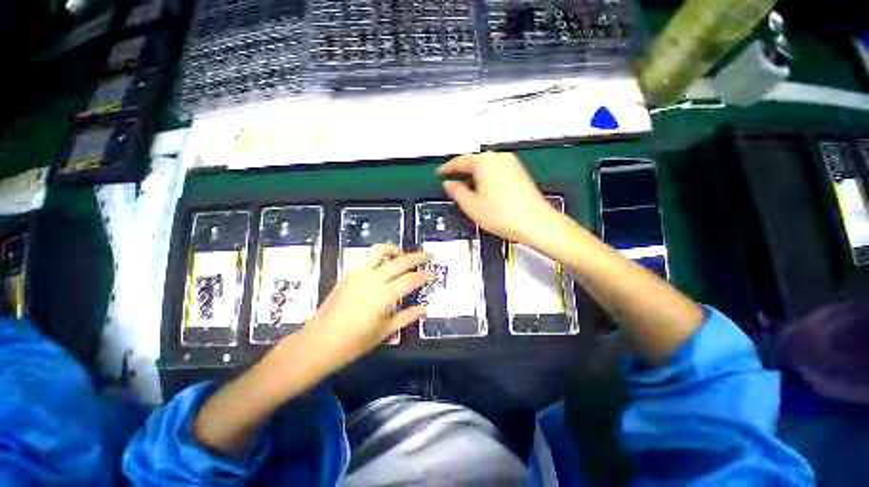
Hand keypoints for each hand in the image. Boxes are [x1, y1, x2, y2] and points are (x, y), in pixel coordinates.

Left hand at [297, 245, 431, 369]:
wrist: (319, 342)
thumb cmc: (354, 342)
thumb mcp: (385, 332)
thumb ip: (406, 317)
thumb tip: (425, 309)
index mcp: (383, 296)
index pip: (410, 280)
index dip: (424, 276)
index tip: (433, 274)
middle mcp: (372, 280)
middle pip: (399, 262)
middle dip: (416, 257)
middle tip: (428, 255)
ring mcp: (358, 274)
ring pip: (379, 252)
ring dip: (394, 249)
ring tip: (402, 252)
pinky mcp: (348, 274)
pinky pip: (365, 258)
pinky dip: (378, 255)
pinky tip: (382, 262)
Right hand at [437, 152, 556, 243]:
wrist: (536, 222)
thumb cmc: (500, 215)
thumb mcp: (472, 206)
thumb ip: (457, 192)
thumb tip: (449, 184)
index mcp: (484, 162)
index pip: (460, 161)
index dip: (447, 168)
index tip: (439, 174)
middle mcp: (499, 158)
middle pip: (475, 161)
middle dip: (462, 170)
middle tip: (452, 180)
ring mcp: (512, 164)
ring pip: (487, 165)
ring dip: (474, 174)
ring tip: (466, 186)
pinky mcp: (520, 172)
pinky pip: (497, 170)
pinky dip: (487, 176)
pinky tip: (484, 188)